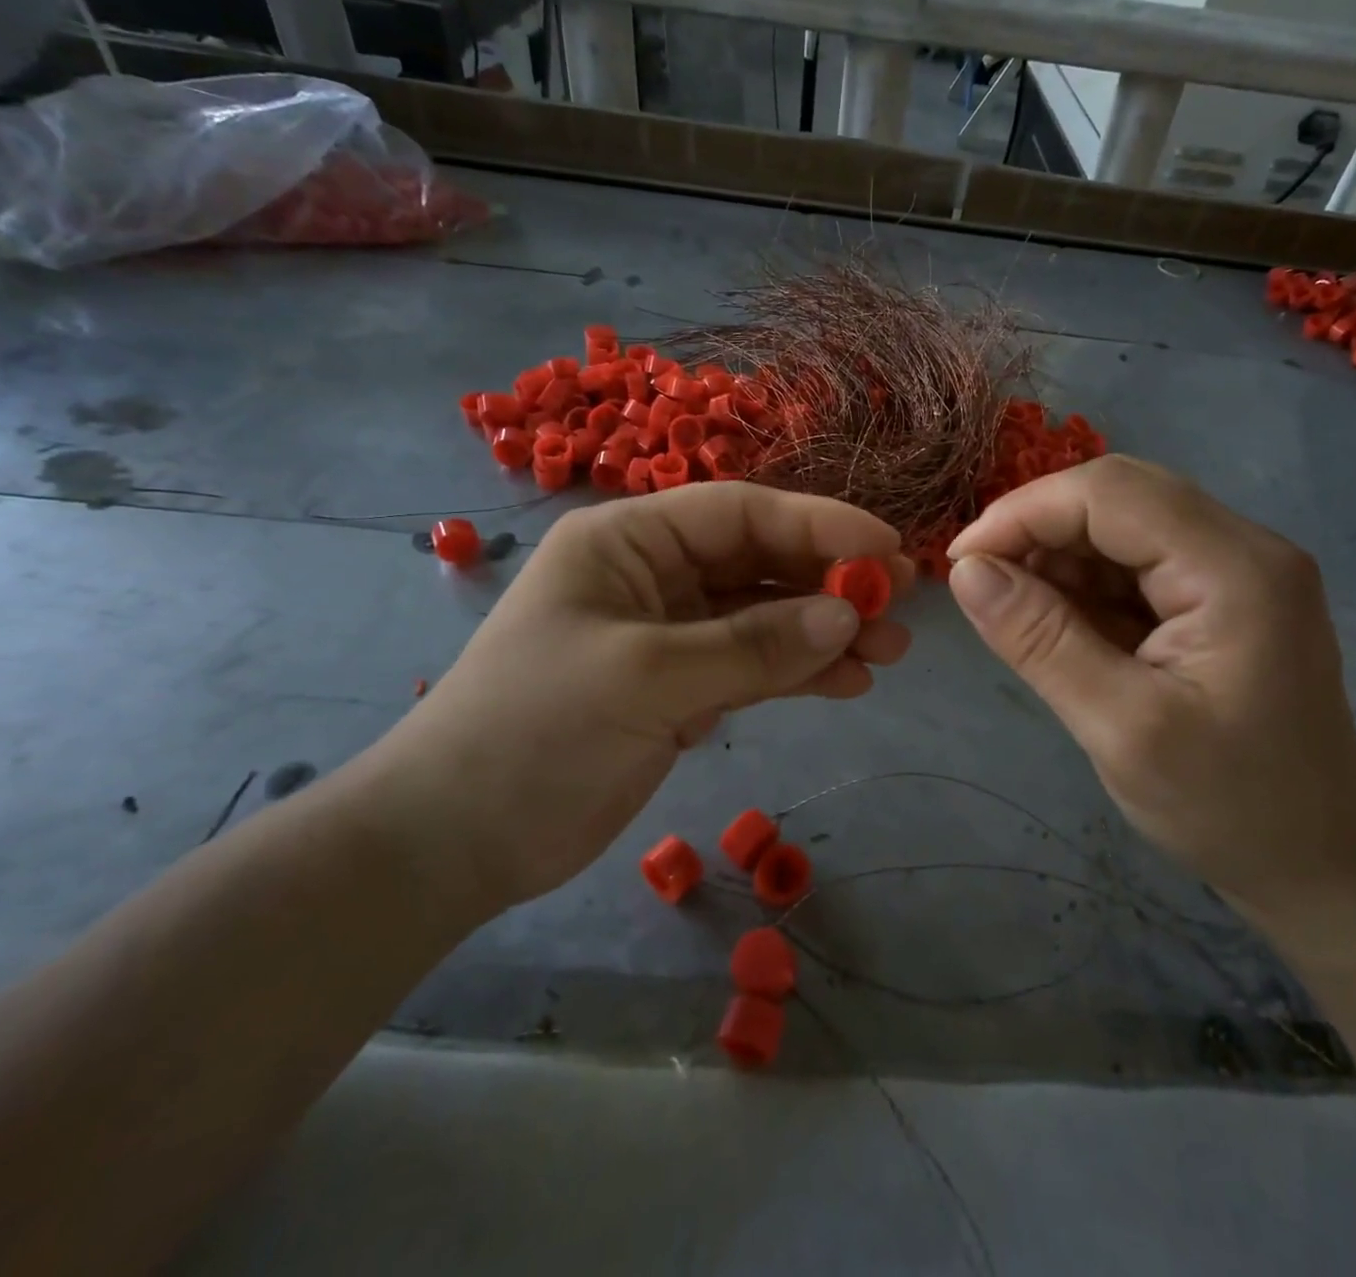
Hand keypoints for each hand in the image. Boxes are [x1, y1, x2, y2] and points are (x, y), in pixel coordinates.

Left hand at [364, 484, 913, 914]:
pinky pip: (752, 665)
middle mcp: (652, 574)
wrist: (455, 841)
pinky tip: (847, 683)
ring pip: (763, 617)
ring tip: (889, 651)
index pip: (740, 513)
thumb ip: (752, 645)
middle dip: (830, 581)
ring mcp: (668, 634)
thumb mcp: (647, 677)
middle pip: (759, 562)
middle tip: (900, 602)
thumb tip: (848, 616)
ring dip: (824, 630)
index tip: (886, 549)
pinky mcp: (678, 688)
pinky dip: (798, 672)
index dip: (818, 525)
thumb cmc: (534, 732)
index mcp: (628, 541)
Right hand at [945, 456, 1355, 926]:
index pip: (1110, 494)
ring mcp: (1235, 569)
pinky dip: (1085, 583)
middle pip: (1118, 496)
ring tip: (1018, 613)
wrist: (1318, 862)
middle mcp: (1243, 547)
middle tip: (981, 581)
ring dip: (1058, 557)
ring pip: (1122, 524)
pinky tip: (1059, 624)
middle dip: (1038, 529)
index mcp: (1234, 569)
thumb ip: (1040, 640)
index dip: (1023, 513)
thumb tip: (966, 571)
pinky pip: (1135, 562)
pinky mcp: (1220, 595)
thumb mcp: (1120, 728)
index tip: (960, 562)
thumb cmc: (1226, 807)